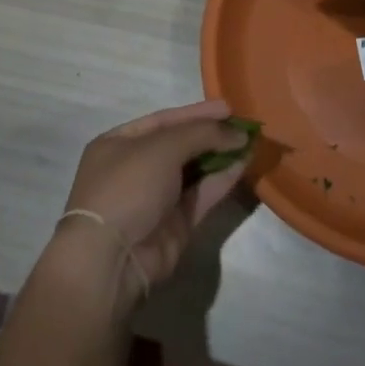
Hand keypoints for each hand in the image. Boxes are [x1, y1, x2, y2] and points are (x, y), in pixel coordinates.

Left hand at [47, 99, 250, 312]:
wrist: (113, 257)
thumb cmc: (128, 186)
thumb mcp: (162, 147)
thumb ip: (202, 133)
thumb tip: (238, 133)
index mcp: (119, 143)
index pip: (164, 120)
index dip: (197, 113)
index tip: (229, 108)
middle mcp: (136, 168)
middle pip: (180, 144)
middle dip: (211, 134)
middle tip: (245, 126)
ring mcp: (155, 198)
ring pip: (194, 171)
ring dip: (221, 156)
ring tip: (251, 143)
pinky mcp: (175, 224)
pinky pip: (201, 195)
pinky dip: (221, 180)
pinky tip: (243, 165)